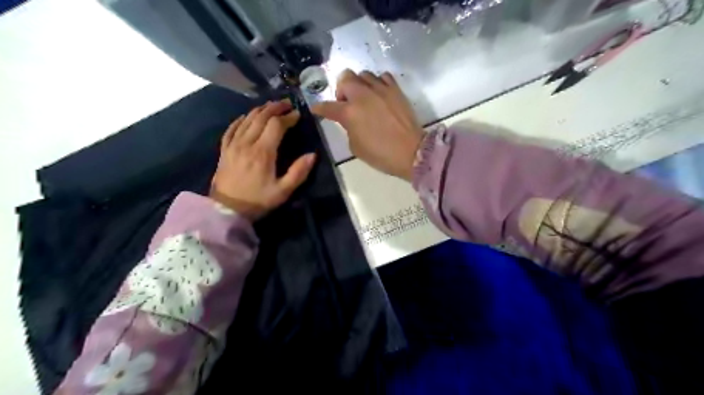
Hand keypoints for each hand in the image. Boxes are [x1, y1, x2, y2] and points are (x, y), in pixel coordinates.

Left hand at [210, 100, 317, 219]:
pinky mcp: (225, 150)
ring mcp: (233, 145)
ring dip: (260, 110)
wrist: (226, 210)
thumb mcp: (283, 191)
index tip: (298, 114)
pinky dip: (241, 119)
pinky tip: (246, 116)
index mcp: (263, 152)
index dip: (288, 117)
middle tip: (287, 104)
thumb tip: (312, 155)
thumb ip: (298, 172)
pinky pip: (232, 128)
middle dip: (275, 108)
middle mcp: (247, 143)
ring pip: (247, 119)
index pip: (276, 125)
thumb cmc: (257, 201)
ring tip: (271, 106)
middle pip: (261, 117)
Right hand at [314, 69, 422, 179]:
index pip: (328, 106)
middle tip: (346, 103)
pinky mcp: (395, 89)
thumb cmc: (381, 154)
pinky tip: (379, 94)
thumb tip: (351, 120)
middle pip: (345, 77)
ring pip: (363, 74)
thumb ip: (349, 128)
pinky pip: (382, 76)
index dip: (320, 108)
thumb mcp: (356, 147)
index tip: (316, 109)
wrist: (411, 152)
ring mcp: (380, 89)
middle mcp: (362, 95)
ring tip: (364, 97)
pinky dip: (377, 83)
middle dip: (341, 89)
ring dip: (359, 84)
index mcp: (349, 113)